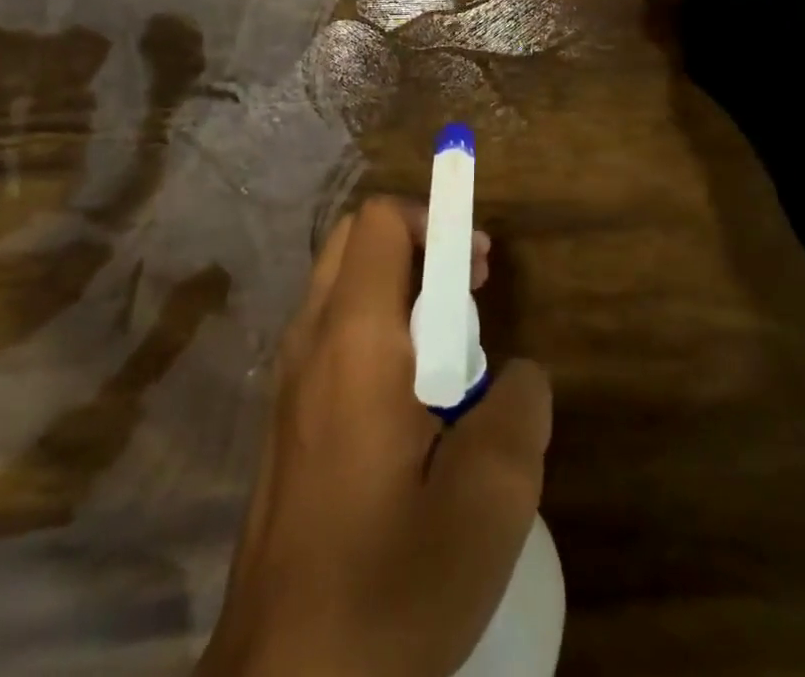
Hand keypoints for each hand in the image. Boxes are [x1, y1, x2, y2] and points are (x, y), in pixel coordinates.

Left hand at [199, 198, 551, 676]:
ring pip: (341, 286)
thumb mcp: (490, 502)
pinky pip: (331, 334)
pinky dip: (374, 331)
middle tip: (466, 300)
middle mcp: (309, 339)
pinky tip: (408, 407)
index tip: (479, 267)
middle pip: (355, 240)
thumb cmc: (389, 585)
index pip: (381, 221)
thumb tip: (517, 372)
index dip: (435, 219)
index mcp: (353, 338)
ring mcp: (287, 379)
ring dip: (397, 291)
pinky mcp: (284, 417)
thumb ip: (520, 409)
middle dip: (418, 247)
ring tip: (446, 358)